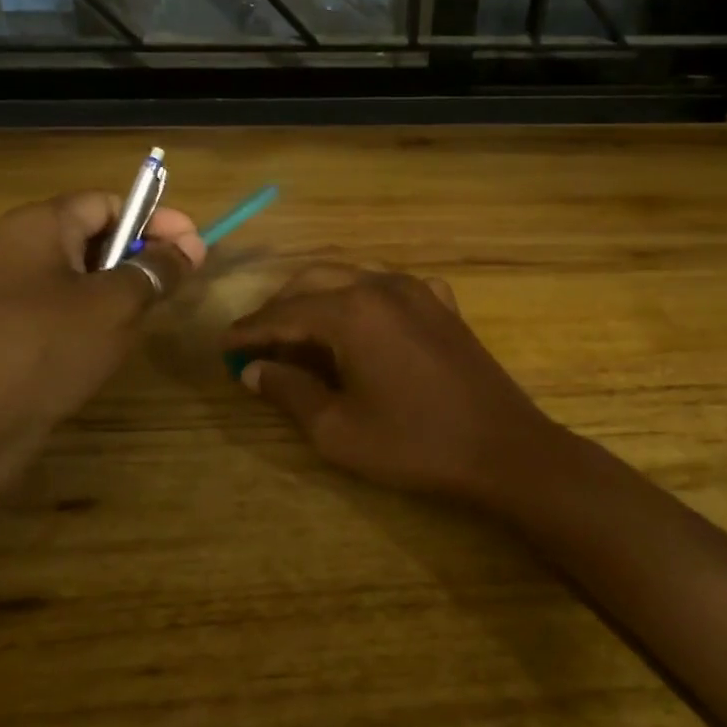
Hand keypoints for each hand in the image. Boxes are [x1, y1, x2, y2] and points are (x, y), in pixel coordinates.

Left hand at [0, 193, 203, 500]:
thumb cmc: (47, 345)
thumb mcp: (115, 304)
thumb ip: (156, 271)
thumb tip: (191, 246)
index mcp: (40, 225)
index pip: (107, 203)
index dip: (156, 219)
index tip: (195, 246)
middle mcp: (20, 249)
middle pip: (93, 236)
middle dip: (141, 254)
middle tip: (180, 282)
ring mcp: (10, 293)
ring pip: (80, 277)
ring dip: (121, 290)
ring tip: (153, 313)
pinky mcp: (9, 332)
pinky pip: (63, 309)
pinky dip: (95, 317)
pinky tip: (115, 343)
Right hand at [223, 265, 561, 504]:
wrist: (503, 449)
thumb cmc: (414, 445)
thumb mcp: (337, 429)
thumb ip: (289, 391)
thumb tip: (252, 369)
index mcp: (352, 312)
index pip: (284, 312)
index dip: (249, 330)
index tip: (223, 344)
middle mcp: (382, 286)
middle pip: (314, 281)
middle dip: (280, 307)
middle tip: (256, 339)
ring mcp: (418, 290)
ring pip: (352, 277)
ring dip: (319, 297)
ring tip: (298, 331)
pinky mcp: (442, 304)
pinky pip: (389, 287)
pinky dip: (361, 298)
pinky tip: (359, 324)